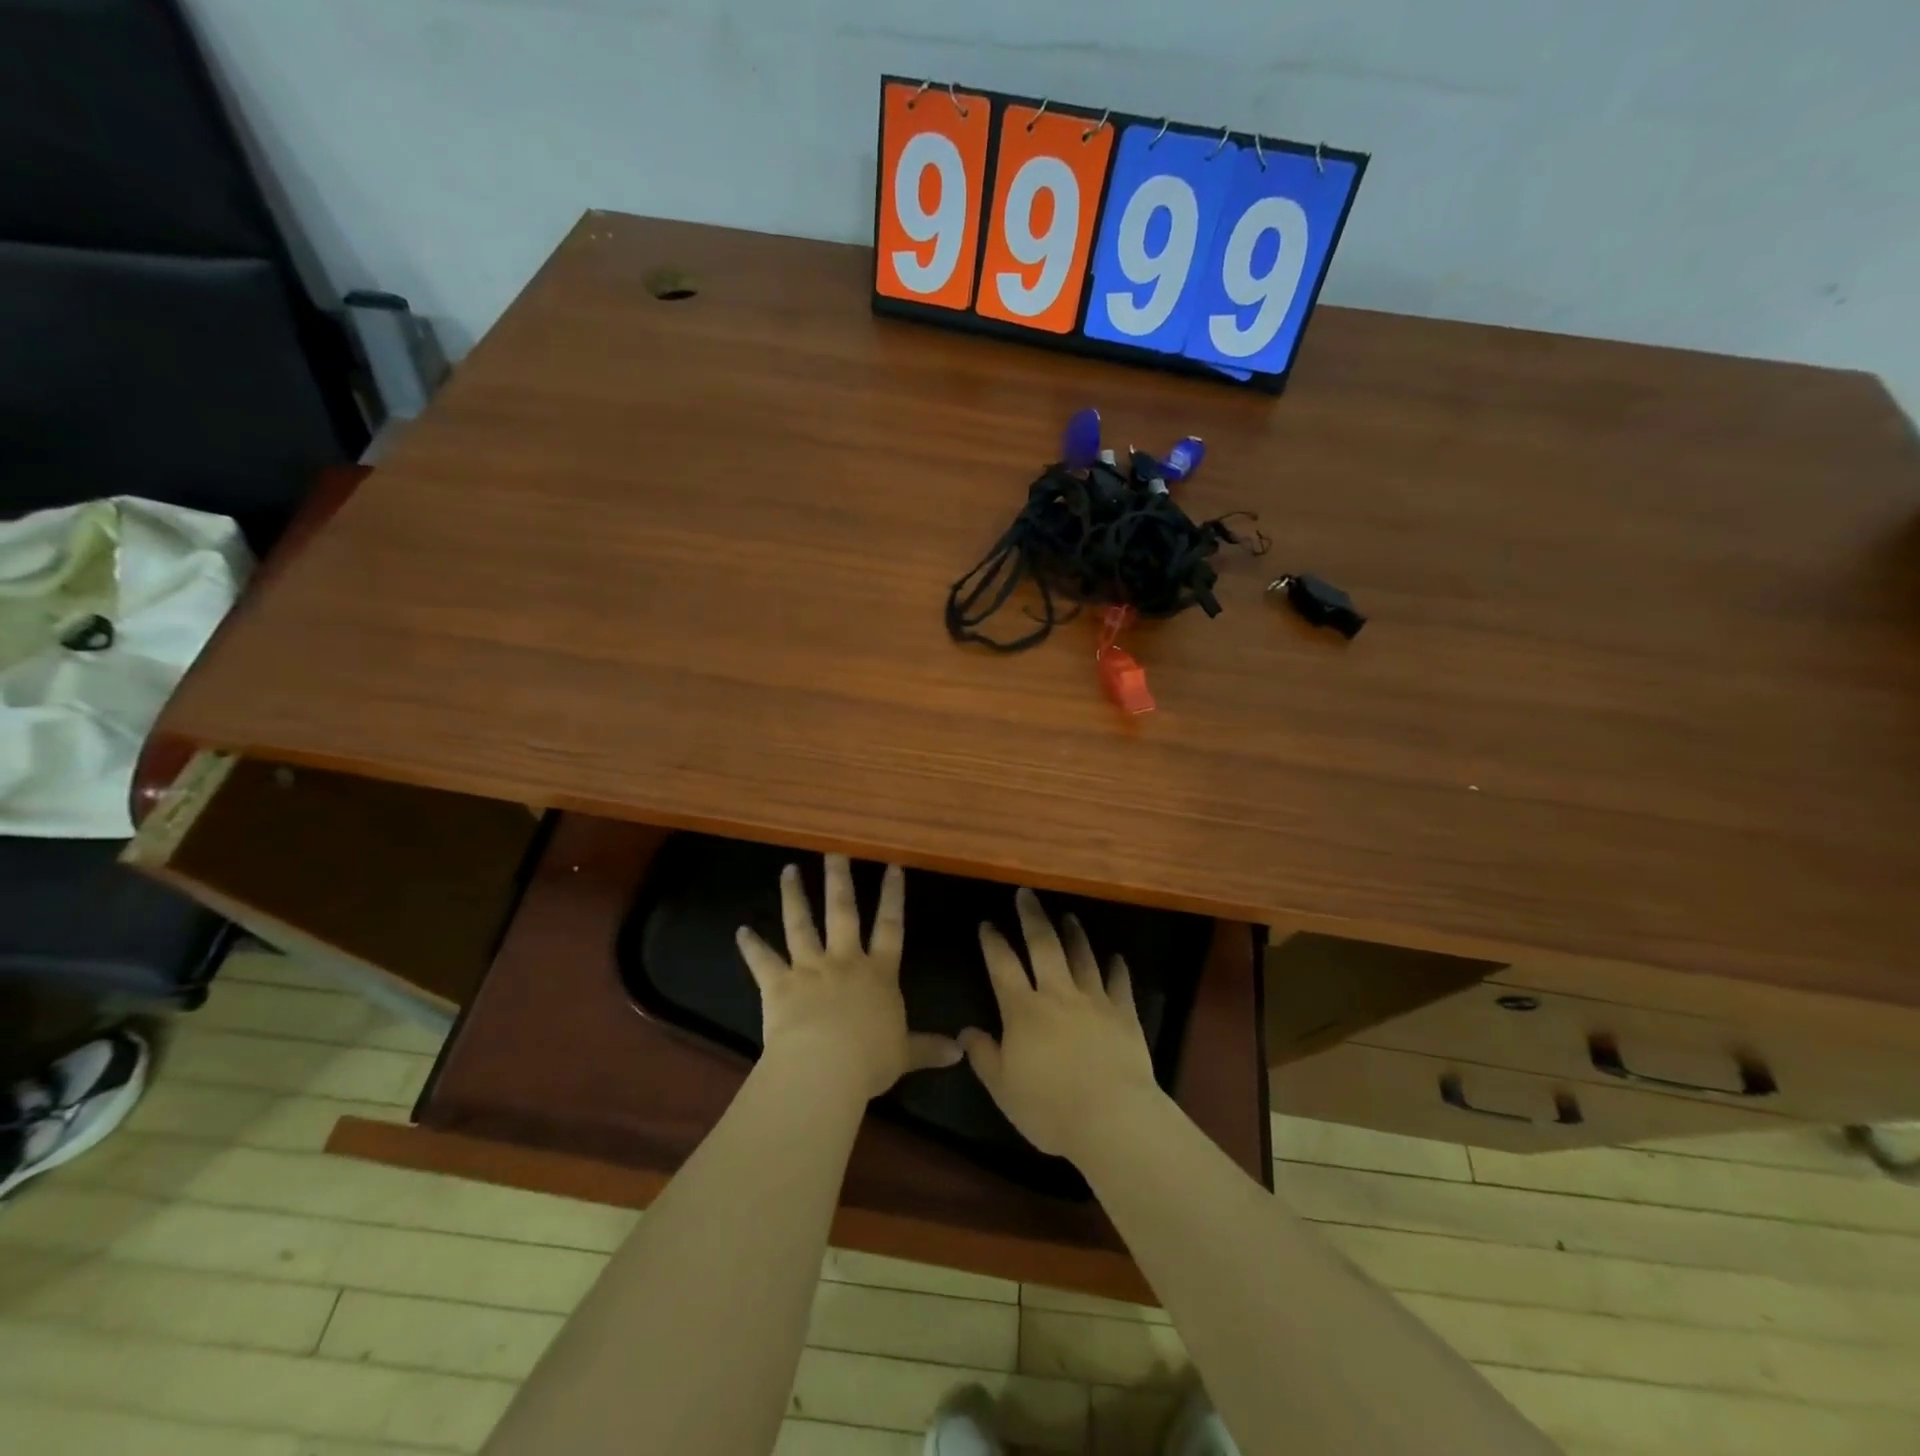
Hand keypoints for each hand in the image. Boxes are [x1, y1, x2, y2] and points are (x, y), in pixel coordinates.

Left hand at [736, 855, 961, 1100]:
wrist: (825, 1067)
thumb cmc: (870, 1059)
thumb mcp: (905, 1054)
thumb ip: (929, 1047)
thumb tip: (960, 1052)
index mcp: (878, 974)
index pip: (890, 926)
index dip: (892, 896)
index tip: (892, 866)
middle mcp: (844, 961)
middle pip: (843, 912)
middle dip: (839, 879)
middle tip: (834, 850)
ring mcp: (809, 969)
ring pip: (801, 925)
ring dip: (794, 896)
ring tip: (788, 870)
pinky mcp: (779, 984)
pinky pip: (763, 962)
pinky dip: (751, 947)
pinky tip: (741, 931)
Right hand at [961, 888, 1160, 1161]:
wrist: (1111, 1117)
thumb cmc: (1049, 1107)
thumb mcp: (1003, 1088)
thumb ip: (984, 1056)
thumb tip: (966, 1031)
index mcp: (1023, 1010)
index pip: (1003, 966)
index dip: (993, 942)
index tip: (987, 923)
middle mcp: (1057, 994)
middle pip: (1043, 945)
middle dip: (1032, 917)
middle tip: (1026, 893)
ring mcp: (1093, 1000)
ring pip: (1082, 956)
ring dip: (1073, 933)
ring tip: (1068, 915)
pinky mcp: (1124, 1013)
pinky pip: (1120, 983)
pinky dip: (1117, 967)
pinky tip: (1116, 956)